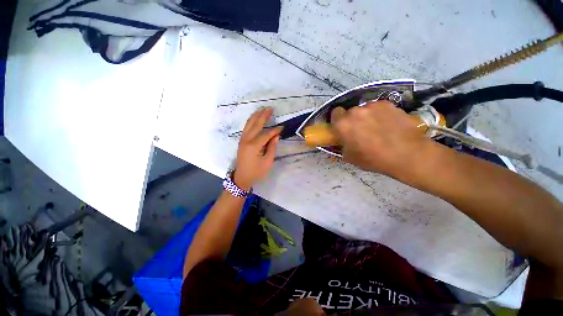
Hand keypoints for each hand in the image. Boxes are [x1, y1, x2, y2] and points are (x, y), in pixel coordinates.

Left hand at [233, 108, 281, 189]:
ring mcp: (242, 139)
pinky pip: (246, 127)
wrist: (242, 178)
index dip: (275, 130)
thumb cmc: (256, 172)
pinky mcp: (241, 141)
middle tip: (270, 108)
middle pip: (256, 124)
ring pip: (249, 124)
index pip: (266, 134)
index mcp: (254, 146)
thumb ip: (272, 148)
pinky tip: (255, 118)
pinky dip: (251, 121)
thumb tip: (276, 136)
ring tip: (262, 109)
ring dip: (256, 116)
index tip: (282, 127)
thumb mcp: (267, 162)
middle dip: (263, 116)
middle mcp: (247, 140)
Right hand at [331, 101, 433, 176]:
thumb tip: (343, 140)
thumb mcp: (349, 157)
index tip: (343, 128)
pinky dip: (380, 114)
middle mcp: (355, 111)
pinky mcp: (388, 104)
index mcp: (343, 124)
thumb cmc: (373, 159)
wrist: (407, 154)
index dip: (338, 120)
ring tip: (378, 128)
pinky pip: (378, 108)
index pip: (334, 113)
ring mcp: (372, 106)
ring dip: (366, 116)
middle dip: (353, 120)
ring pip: (364, 109)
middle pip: (350, 112)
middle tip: (360, 131)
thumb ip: (342, 144)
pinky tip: (389, 124)